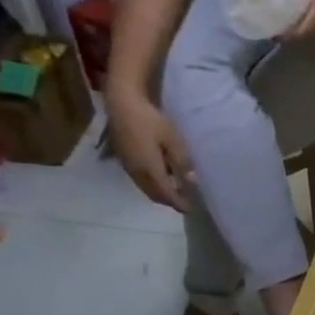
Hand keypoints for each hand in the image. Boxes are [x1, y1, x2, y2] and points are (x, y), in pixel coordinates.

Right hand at [108, 91, 193, 208]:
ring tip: (174, 192)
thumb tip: (192, 182)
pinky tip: (160, 178)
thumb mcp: (172, 139)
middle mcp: (137, 173)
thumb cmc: (150, 120)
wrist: (121, 105)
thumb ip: (182, 161)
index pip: (166, 193)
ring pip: (145, 188)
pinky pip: (139, 180)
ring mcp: (128, 167)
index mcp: (150, 169)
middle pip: (154, 194)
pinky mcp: (123, 160)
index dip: (178, 202)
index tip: (190, 208)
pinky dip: (151, 185)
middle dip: (169, 201)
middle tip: (183, 202)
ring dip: (159, 194)